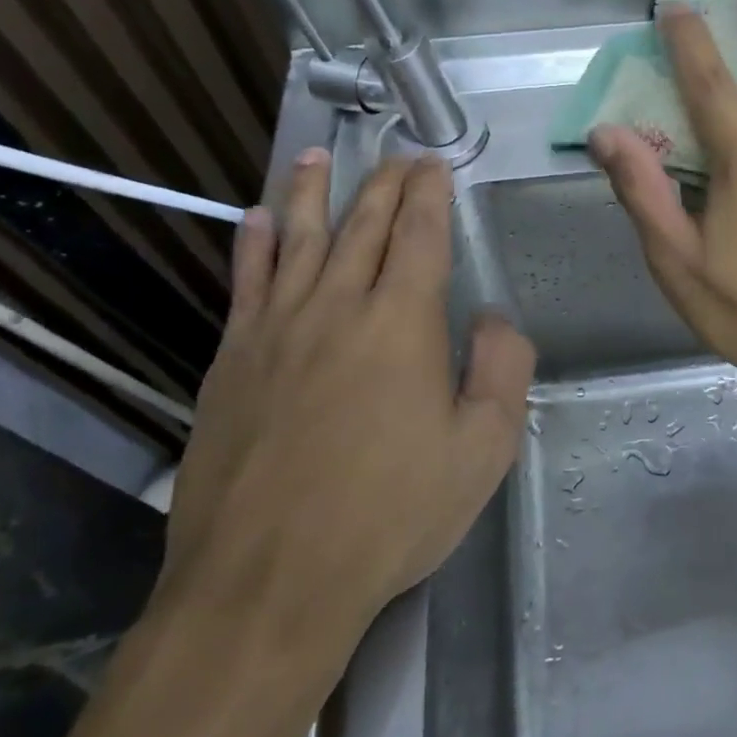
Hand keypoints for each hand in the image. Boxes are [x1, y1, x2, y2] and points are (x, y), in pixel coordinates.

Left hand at [163, 152, 535, 646]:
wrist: (270, 580)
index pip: (420, 233)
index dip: (429, 193)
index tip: (434, 164)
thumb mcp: (483, 451)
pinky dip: (255, 245)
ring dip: (313, 192)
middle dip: (384, 183)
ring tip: (318, 156)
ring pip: (301, 238)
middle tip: (396, 157)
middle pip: (364, 224)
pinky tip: (258, 219)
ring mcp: (278, 329)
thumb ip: (503, 370)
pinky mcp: (233, 359)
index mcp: (403, 321)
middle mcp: (338, 306)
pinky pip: (246, 283)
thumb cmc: (391, 514)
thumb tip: (492, 318)